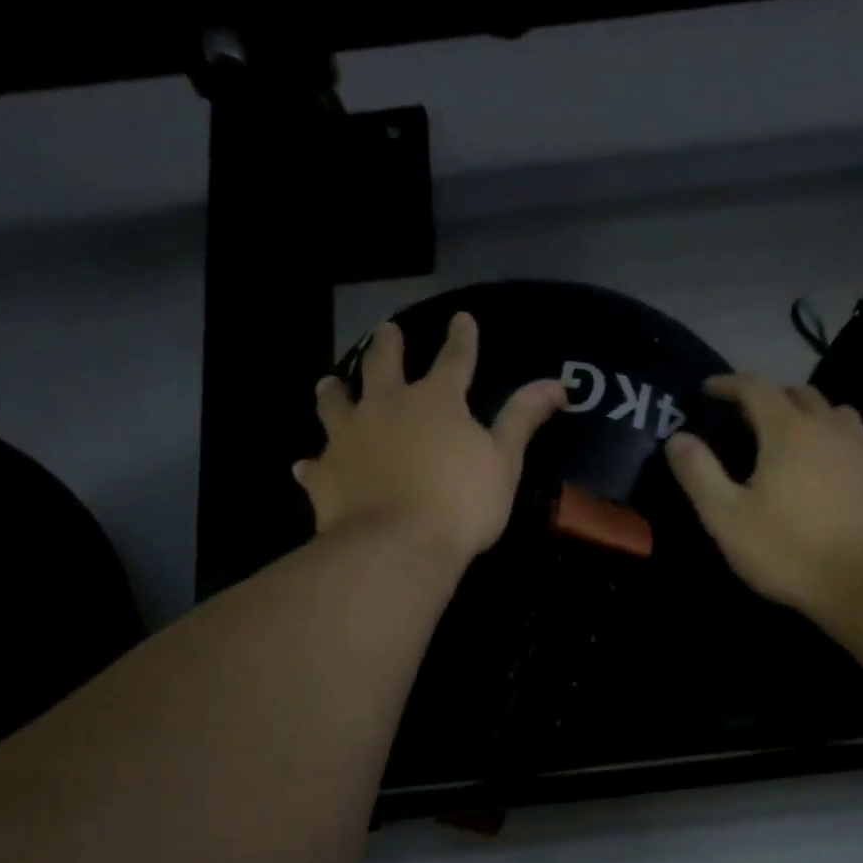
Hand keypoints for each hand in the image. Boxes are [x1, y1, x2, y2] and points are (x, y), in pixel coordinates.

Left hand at [294, 314, 565, 569]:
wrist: (398, 544)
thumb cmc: (462, 502)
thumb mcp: (504, 460)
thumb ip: (523, 419)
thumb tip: (557, 383)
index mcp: (437, 401)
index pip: (455, 359)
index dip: (462, 338)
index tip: (462, 318)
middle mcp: (387, 406)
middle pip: (383, 365)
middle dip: (388, 345)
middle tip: (386, 330)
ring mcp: (350, 437)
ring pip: (336, 403)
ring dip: (335, 390)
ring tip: (330, 382)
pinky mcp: (325, 473)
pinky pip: (315, 464)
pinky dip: (313, 463)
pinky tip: (305, 465)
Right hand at [665, 374, 862, 614]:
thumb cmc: (788, 550)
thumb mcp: (727, 517)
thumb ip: (700, 473)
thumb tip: (678, 438)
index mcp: (787, 431)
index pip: (755, 387)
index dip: (728, 384)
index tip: (708, 390)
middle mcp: (829, 428)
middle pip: (801, 393)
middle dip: (772, 396)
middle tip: (751, 416)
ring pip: (839, 413)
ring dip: (815, 415)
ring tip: (800, 436)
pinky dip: (850, 446)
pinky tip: (846, 464)